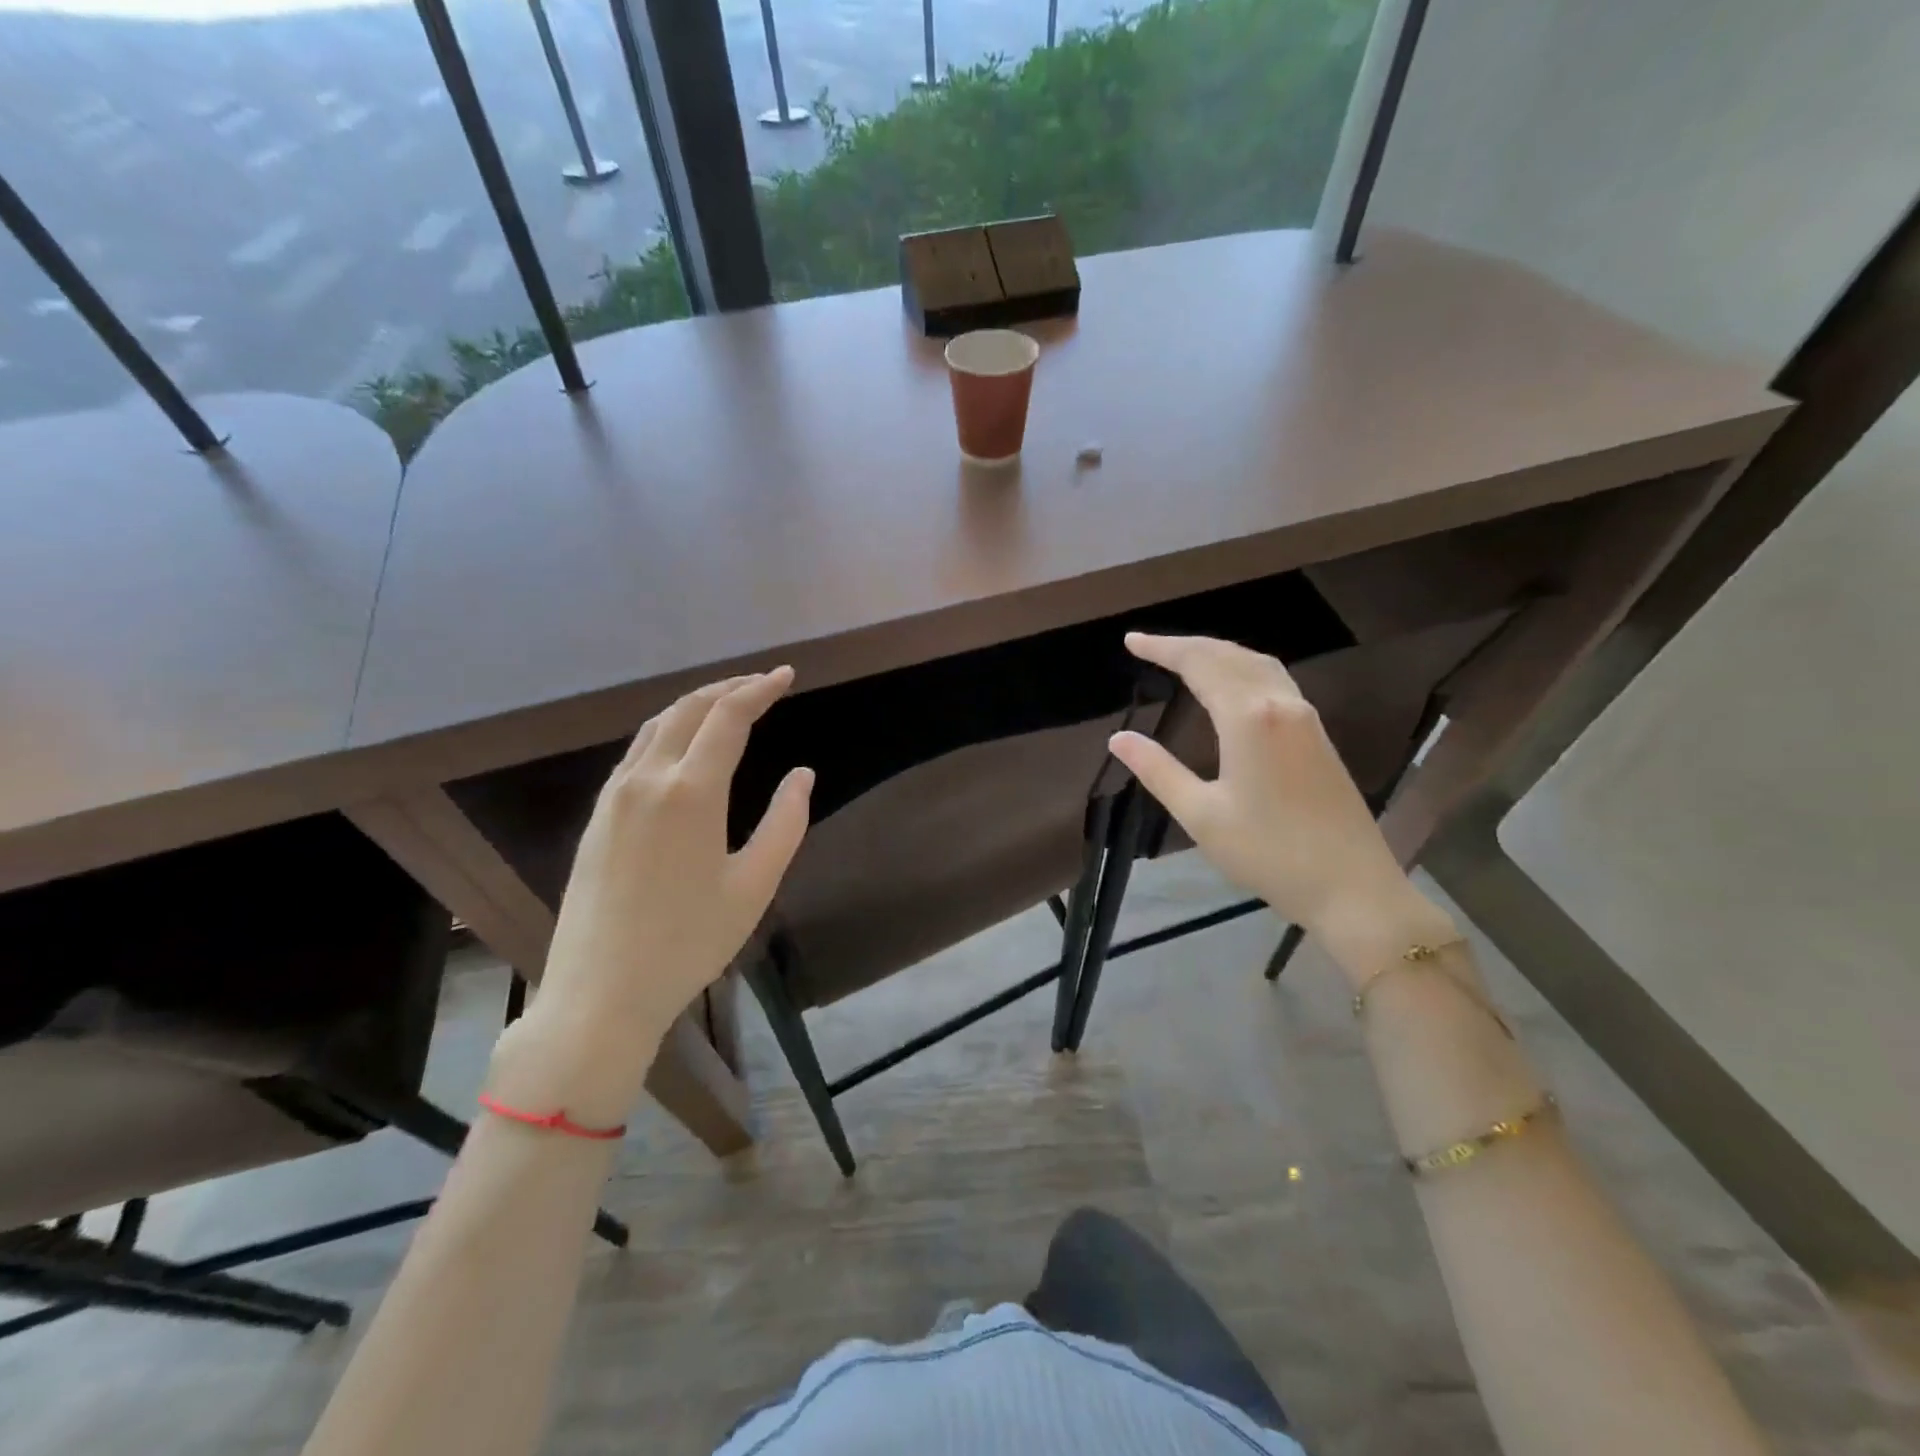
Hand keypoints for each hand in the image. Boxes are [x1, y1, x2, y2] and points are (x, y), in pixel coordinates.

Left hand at [492, 669, 812, 1123]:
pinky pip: (637, 753)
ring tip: (728, 705)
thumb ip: (785, 824)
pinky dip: (669, 732)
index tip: (786, 675)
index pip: (728, 717)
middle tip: (763, 684)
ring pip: (657, 727)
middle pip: (688, 710)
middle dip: (728, 688)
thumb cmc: (689, 942)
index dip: (760, 690)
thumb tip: (802, 775)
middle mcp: (647, 780)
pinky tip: (685, 748)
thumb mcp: (754, 886)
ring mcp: (615, 797)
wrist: (600, 993)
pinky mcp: (598, 817)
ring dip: (696, 706)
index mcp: (690, 792)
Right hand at [1107, 633, 1453, 979]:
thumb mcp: (1201, 815)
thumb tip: (1119, 738)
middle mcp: (1280, 704)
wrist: (1351, 886)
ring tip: (1185, 657)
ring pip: (1258, 664)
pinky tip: (1233, 686)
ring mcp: (1306, 718)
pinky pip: (1275, 681)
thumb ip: (1158, 771)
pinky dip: (1243, 669)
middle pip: (1230, 655)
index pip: (1199, 664)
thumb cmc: (1268, 853)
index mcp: (1248, 718)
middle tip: (1149, 646)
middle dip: (1188, 645)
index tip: (1131, 642)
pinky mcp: (1318, 735)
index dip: (1163, 649)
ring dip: (1219, 653)